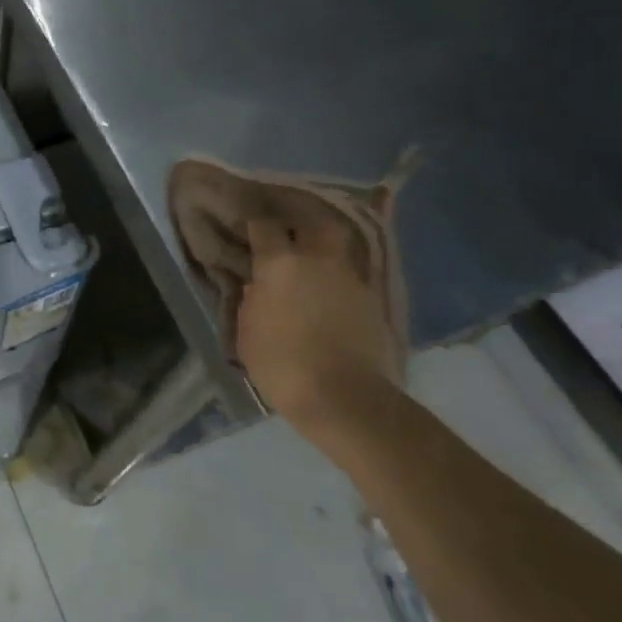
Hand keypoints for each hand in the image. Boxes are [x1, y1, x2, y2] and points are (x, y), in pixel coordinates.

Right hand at [236, 215, 398, 423]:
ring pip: (337, 250)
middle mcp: (316, 259)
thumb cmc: (282, 365)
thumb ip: (251, 301)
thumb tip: (258, 287)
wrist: (344, 398)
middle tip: (290, 239)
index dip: (256, 226)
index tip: (250, 233)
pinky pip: (352, 279)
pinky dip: (340, 283)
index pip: (264, 225)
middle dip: (301, 226)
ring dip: (324, 254)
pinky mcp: (373, 300)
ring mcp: (349, 278)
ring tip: (314, 270)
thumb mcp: (248, 333)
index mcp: (279, 263)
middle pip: (313, 223)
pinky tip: (333, 298)